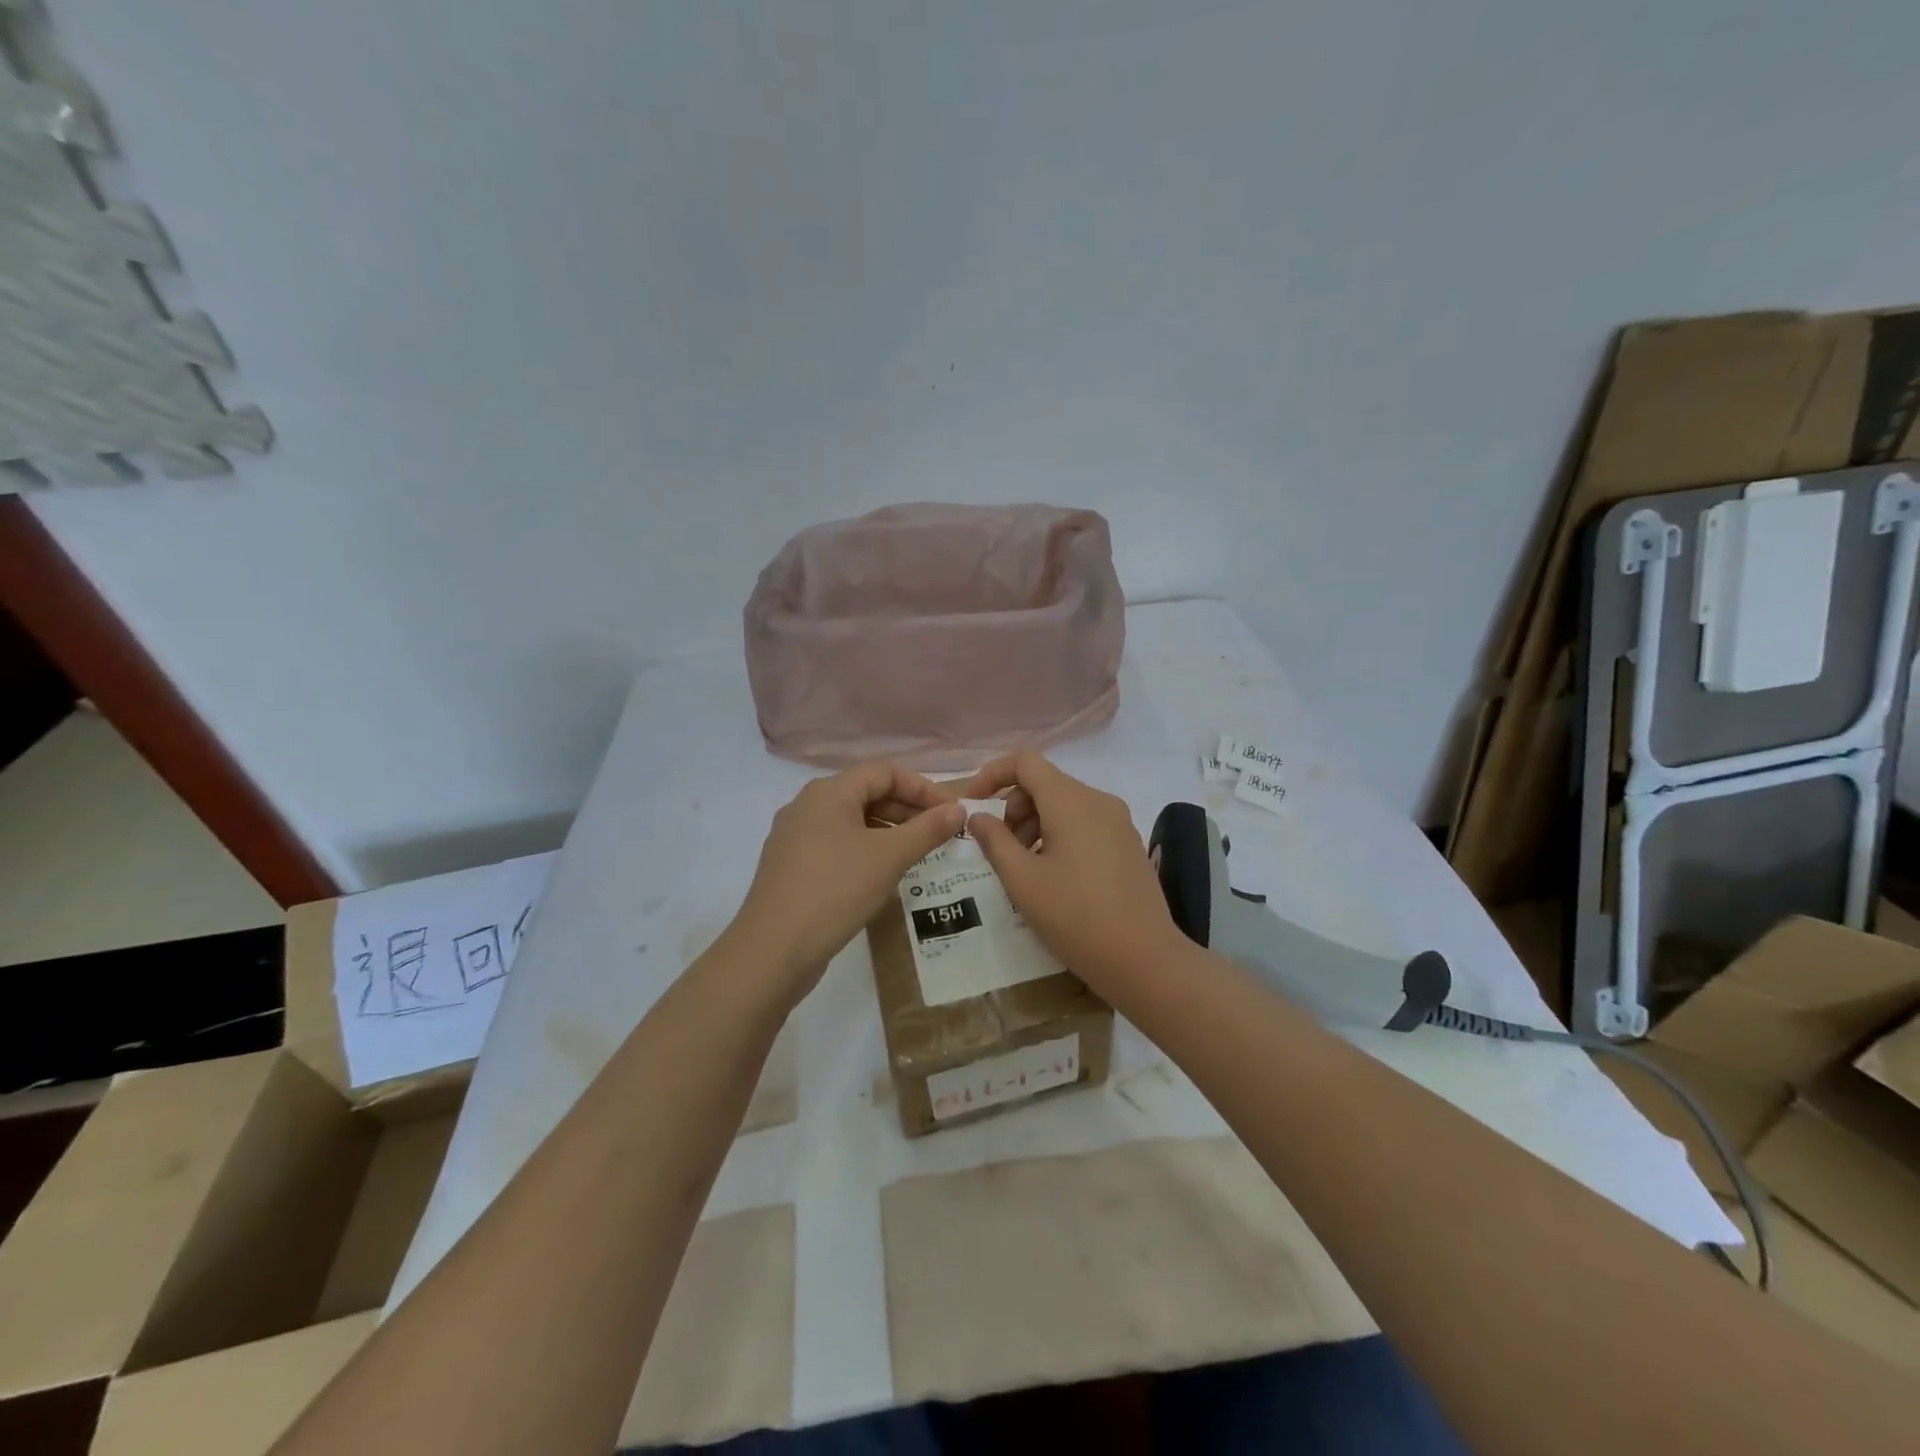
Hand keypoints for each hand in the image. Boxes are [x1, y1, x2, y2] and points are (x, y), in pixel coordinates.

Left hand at [730, 761, 965, 999]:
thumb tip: (958, 809)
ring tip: (918, 854)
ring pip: (852, 821)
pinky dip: (866, 849)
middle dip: (907, 809)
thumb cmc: (835, 890)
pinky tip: (882, 874)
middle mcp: (807, 805)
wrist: (772, 950)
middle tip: (940, 834)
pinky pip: (836, 844)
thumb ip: (927, 829)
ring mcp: (795, 836)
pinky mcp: (791, 865)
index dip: (923, 787)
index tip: (952, 812)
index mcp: (829, 792)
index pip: (885, 771)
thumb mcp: (889, 857)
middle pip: (867, 793)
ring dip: (888, 831)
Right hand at [958, 751, 1182, 984]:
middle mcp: (1098, 800)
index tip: (973, 803)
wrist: (1144, 959)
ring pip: (1065, 804)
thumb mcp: (1022, 881)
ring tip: (1025, 867)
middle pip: (1045, 783)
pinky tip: (1054, 876)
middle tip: (1001, 849)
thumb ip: (994, 841)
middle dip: (1014, 807)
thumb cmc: (1076, 916)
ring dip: (1035, 823)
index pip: (1025, 761)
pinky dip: (1059, 835)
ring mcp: (1118, 822)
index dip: (993, 773)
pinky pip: (1085, 823)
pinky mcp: (1128, 843)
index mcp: (1071, 801)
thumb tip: (978, 816)